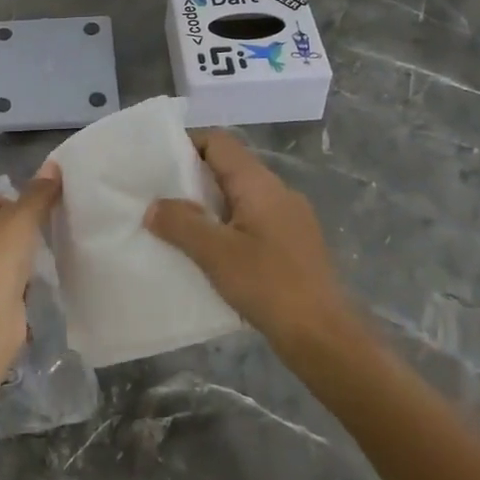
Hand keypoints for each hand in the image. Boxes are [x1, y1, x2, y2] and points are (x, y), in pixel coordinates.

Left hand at [0, 166, 61, 354]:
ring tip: (32, 264)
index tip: (30, 222)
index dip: (15, 207)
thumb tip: (53, 165)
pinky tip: (24, 286)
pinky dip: (9, 279)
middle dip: (16, 232)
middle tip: (35, 241)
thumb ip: (39, 192)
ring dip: (14, 257)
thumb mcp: (23, 218)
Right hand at [144, 129, 348, 347]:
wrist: (324, 338)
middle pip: (229, 167)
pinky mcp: (294, 244)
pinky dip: (227, 227)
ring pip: (240, 196)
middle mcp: (278, 191)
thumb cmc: (269, 286)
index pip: (219, 142)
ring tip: (178, 226)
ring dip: (209, 206)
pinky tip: (211, 253)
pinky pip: (252, 221)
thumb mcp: (216, 254)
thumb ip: (181, 224)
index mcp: (259, 183)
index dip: (187, 144)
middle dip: (193, 179)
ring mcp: (290, 218)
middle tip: (159, 197)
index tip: (157, 165)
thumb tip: (154, 206)